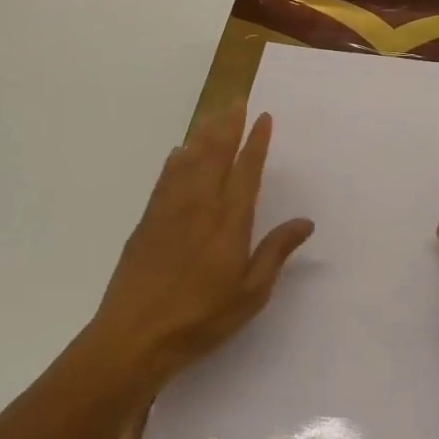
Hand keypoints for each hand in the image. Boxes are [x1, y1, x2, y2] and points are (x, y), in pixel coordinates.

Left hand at [90, 104, 314, 386]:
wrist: (133, 338)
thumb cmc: (201, 318)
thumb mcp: (251, 293)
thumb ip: (276, 252)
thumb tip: (305, 221)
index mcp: (230, 220)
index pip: (246, 169)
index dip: (256, 141)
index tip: (263, 117)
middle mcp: (201, 205)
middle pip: (216, 154)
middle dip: (228, 125)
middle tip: (236, 100)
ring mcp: (170, 210)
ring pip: (189, 160)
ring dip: (203, 134)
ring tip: (212, 114)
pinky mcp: (148, 222)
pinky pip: (165, 178)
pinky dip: (175, 159)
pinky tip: (179, 152)